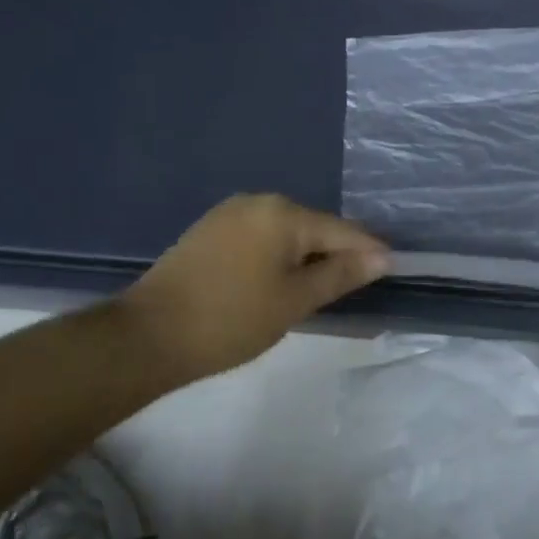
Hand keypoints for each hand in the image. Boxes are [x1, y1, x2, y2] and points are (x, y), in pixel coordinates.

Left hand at [119, 194, 387, 382]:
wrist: (146, 337)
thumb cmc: (231, 319)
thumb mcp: (295, 300)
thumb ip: (341, 274)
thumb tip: (383, 257)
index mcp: (283, 213)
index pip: (342, 230)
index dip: (369, 252)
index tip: (392, 271)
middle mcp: (258, 202)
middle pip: (314, 227)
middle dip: (336, 254)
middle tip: (351, 289)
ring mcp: (229, 213)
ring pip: (286, 233)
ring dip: (306, 257)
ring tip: (316, 290)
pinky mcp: (209, 230)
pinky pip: (261, 237)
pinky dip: (277, 257)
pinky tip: (277, 283)